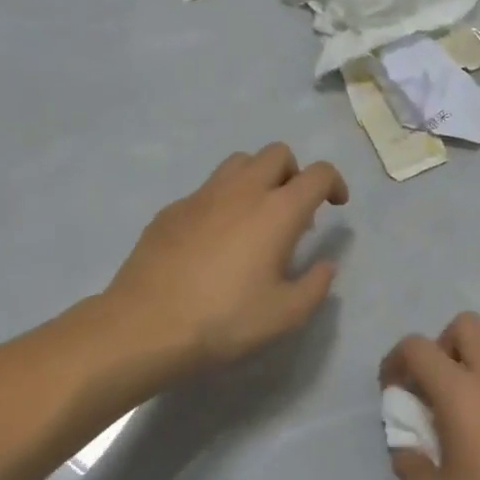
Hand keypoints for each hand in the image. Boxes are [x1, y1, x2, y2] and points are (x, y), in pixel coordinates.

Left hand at [98, 143, 348, 383]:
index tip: (335, 205)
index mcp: (277, 211)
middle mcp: (242, 190)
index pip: (318, 174)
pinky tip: (214, 240)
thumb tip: (325, 264)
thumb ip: (315, 285)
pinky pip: (207, 189)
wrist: (144, 326)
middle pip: (277, 153)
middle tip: (293, 211)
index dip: (334, 183)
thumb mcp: (285, 315)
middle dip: (294, 173)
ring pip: (240, 162)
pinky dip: (223, 201)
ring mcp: (202, 195)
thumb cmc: (223, 321)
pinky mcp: (172, 209)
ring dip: (258, 178)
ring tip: (255, 217)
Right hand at [380, 313, 479, 479]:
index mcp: (464, 394)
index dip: (395, 362)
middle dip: (438, 348)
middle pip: (465, 327)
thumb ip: (409, 465)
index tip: (391, 397)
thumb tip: (410, 445)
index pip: (419, 347)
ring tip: (454, 427)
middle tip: (428, 394)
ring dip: (465, 371)